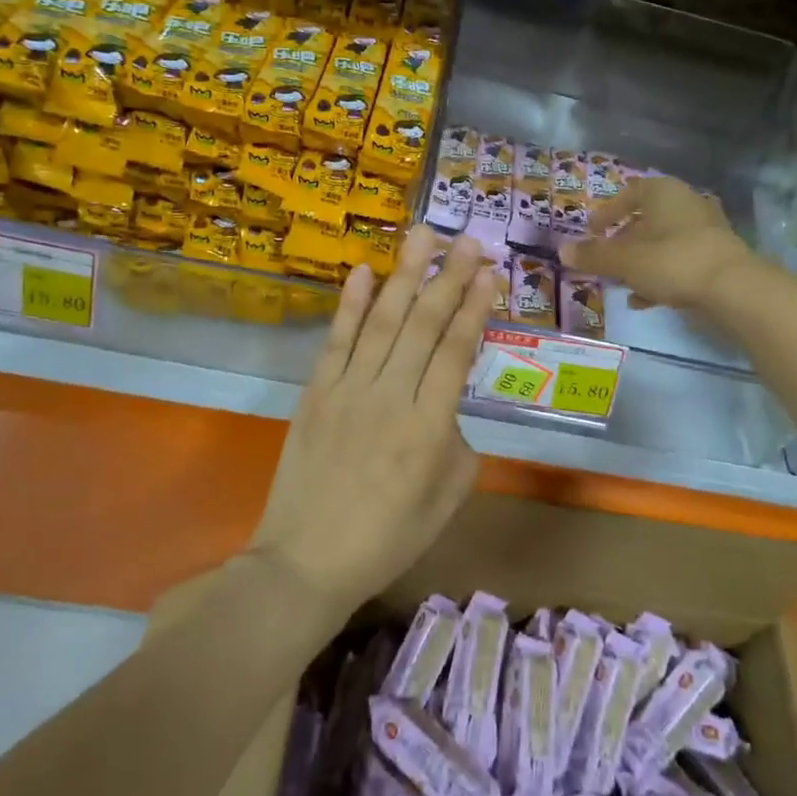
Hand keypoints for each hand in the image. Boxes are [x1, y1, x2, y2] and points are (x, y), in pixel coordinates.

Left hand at [248, 226, 496, 617]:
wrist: (306, 560)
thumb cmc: (388, 538)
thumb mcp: (448, 499)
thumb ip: (459, 443)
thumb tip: (447, 406)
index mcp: (428, 427)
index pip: (455, 351)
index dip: (475, 307)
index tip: (490, 272)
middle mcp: (389, 397)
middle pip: (423, 324)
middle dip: (448, 277)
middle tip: (468, 239)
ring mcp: (347, 390)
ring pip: (381, 321)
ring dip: (404, 274)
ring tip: (422, 235)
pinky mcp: (316, 393)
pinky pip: (336, 340)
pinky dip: (350, 304)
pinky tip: (363, 272)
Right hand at [561, 177, 759, 312]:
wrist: (732, 288)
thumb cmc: (672, 261)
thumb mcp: (624, 260)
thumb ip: (593, 255)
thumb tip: (562, 250)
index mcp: (664, 192)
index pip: (629, 193)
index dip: (607, 212)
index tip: (591, 231)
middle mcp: (686, 203)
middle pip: (646, 219)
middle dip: (623, 241)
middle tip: (604, 260)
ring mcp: (706, 230)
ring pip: (662, 243)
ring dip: (639, 262)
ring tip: (620, 284)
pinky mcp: (716, 256)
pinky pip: (679, 261)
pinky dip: (659, 276)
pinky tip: (644, 300)